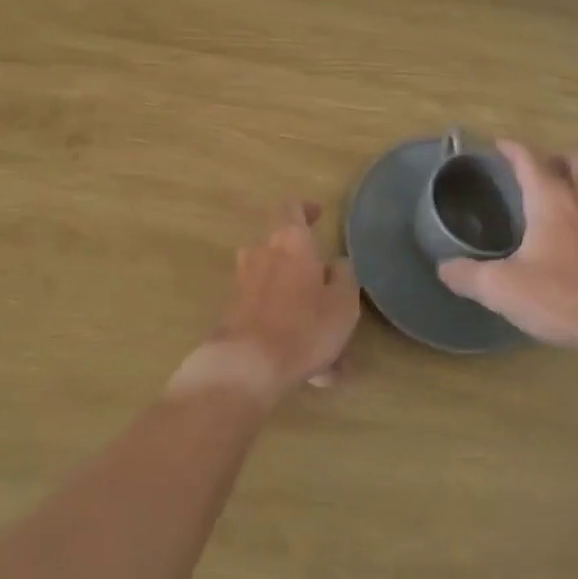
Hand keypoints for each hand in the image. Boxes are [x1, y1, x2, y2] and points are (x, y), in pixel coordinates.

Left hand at [208, 201, 360, 395]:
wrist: (246, 365)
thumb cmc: (303, 326)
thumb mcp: (342, 302)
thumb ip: (344, 276)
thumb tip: (335, 265)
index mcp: (290, 240)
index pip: (291, 207)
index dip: (305, 208)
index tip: (318, 214)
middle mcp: (261, 253)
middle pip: (283, 249)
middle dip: (307, 268)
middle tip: (329, 289)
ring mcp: (243, 283)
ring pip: (279, 288)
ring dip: (300, 307)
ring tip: (329, 348)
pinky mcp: (234, 313)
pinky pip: (270, 316)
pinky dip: (290, 333)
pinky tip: (312, 371)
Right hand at [438, 141, 577, 362]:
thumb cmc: (560, 298)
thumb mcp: (501, 289)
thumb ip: (467, 275)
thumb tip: (443, 267)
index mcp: (551, 201)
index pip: (529, 160)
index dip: (512, 149)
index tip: (499, 145)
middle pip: (577, 162)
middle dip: (558, 159)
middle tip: (541, 173)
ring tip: (575, 193)